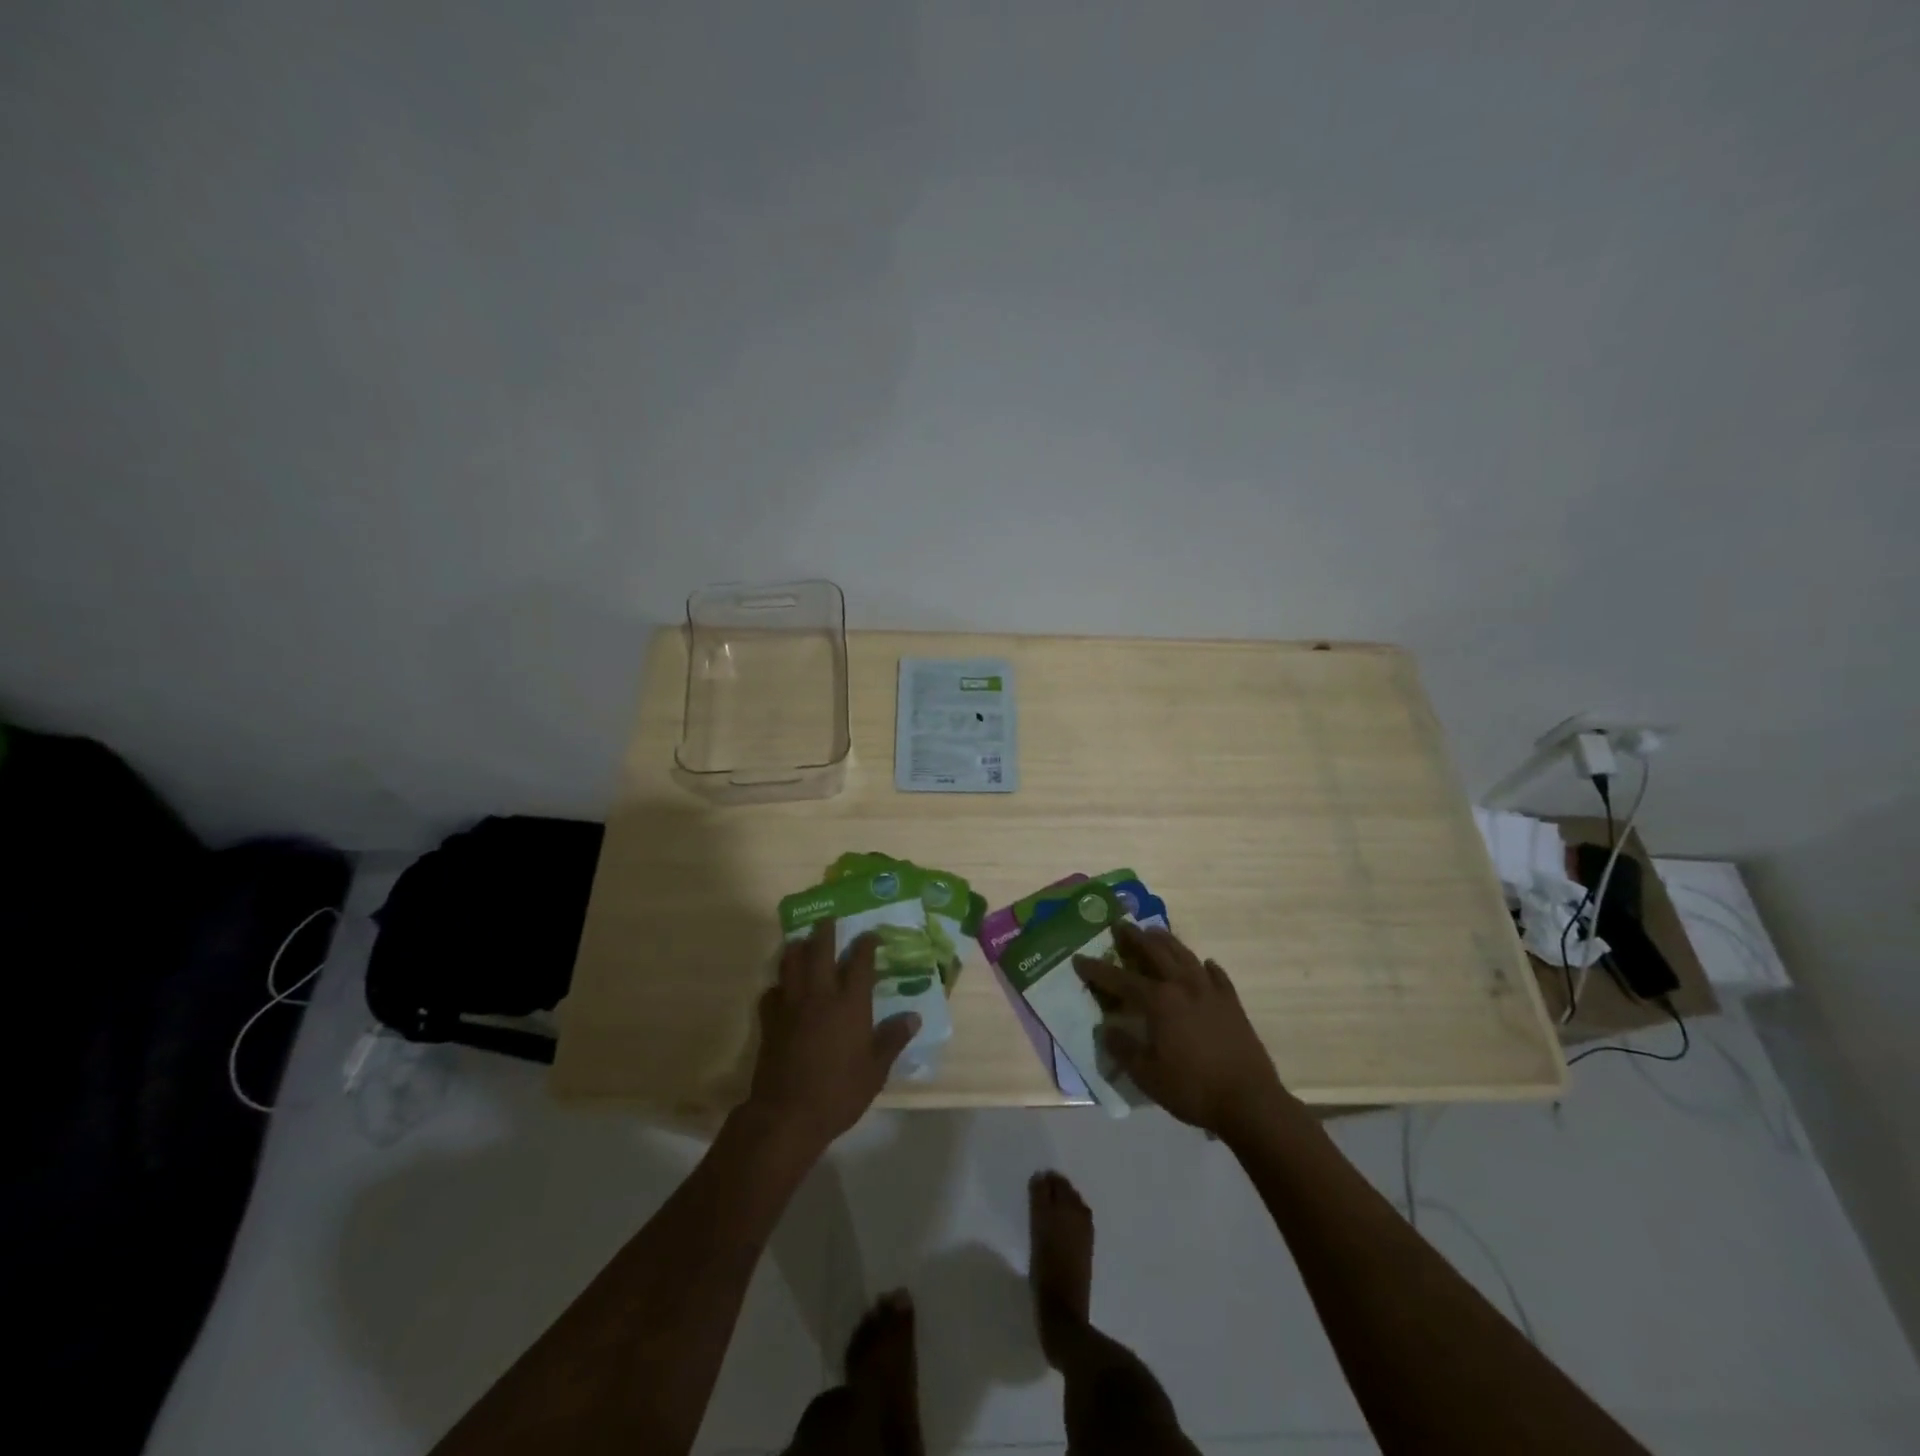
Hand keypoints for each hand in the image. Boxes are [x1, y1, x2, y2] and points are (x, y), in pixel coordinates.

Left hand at [745, 921, 919, 1156]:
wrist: (788, 1114)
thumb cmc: (839, 1092)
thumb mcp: (876, 1070)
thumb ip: (892, 1039)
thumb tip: (913, 1017)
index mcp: (850, 1004)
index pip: (860, 962)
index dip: (866, 944)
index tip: (870, 934)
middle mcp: (820, 995)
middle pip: (820, 951)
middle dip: (825, 931)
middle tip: (828, 919)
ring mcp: (791, 1005)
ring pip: (791, 963)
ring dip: (797, 948)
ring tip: (802, 942)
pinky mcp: (769, 1021)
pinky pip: (771, 992)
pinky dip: (778, 985)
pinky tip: (782, 990)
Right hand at [1074, 922, 1291, 1138]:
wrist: (1250, 1102)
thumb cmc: (1192, 1089)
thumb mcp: (1147, 1076)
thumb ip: (1123, 1049)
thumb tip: (1107, 1029)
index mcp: (1159, 1001)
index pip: (1120, 979)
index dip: (1097, 970)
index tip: (1079, 959)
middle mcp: (1183, 986)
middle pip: (1155, 952)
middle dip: (1134, 938)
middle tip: (1120, 925)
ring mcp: (1211, 991)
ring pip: (1185, 955)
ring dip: (1166, 941)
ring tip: (1154, 931)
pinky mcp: (1232, 1003)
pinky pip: (1217, 975)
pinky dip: (1206, 966)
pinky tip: (1204, 964)